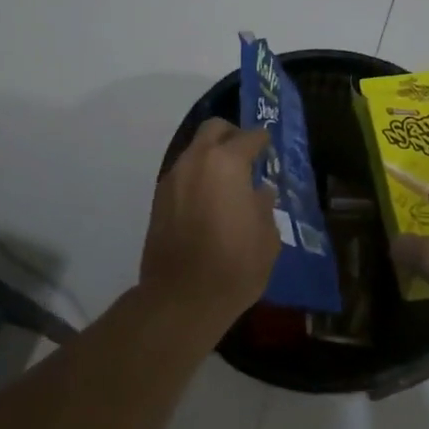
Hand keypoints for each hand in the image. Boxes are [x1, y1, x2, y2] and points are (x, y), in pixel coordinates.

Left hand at [138, 118, 279, 330]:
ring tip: (228, 182)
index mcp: (227, 163)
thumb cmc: (234, 265)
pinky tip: (209, 200)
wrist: (181, 299)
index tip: (270, 146)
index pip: (249, 137)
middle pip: (214, 129)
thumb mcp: (267, 236)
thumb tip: (258, 193)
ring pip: (194, 151)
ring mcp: (172, 179)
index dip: (263, 140)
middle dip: (232, 135)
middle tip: (247, 154)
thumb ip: (264, 206)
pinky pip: (183, 174)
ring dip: (212, 157)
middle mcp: (196, 161)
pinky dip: (197, 177)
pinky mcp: (158, 200)